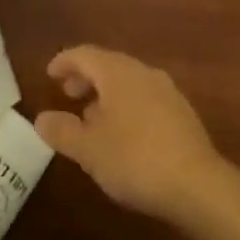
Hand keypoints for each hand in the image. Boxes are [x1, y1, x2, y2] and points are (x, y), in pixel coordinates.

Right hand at [35, 45, 233, 227]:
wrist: (198, 184)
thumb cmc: (135, 159)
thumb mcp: (89, 149)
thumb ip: (62, 131)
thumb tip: (41, 118)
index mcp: (118, 73)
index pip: (85, 55)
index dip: (64, 62)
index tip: (50, 74)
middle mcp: (144, 73)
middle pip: (108, 65)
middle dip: (85, 78)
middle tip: (68, 94)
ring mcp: (167, 91)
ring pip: (128, 82)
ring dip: (106, 94)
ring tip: (91, 118)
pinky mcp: (181, 113)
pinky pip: (145, 98)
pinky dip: (126, 105)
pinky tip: (122, 133)